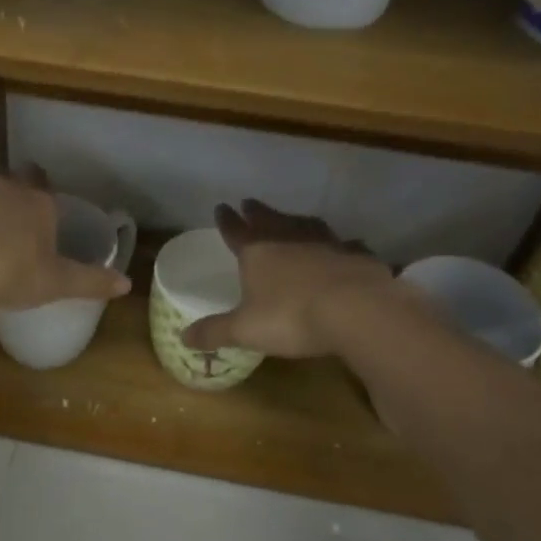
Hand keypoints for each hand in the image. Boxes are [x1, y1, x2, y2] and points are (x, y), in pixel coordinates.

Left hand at [0, 167, 130, 311]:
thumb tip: (127, 284)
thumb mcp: (57, 283)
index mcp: (39, 202)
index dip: (44, 203)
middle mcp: (6, 186)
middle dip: (14, 200)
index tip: (42, 223)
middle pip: (13, 183)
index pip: (46, 188)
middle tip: (13, 229)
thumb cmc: (13, 274)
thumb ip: (92, 281)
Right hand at [180, 200, 396, 358]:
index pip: (236, 231)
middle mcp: (290, 240)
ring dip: (296, 221)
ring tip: (292, 219)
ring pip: (307, 225)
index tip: (221, 207)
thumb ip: (215, 332)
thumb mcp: (245, 330)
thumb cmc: (290, 317)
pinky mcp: (357, 256)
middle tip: (249, 202)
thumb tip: (183, 337)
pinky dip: (340, 245)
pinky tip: (344, 247)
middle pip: (269, 220)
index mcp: (257, 252)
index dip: (227, 221)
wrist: (356, 310)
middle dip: (257, 212)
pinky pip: (345, 245)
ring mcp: (327, 244)